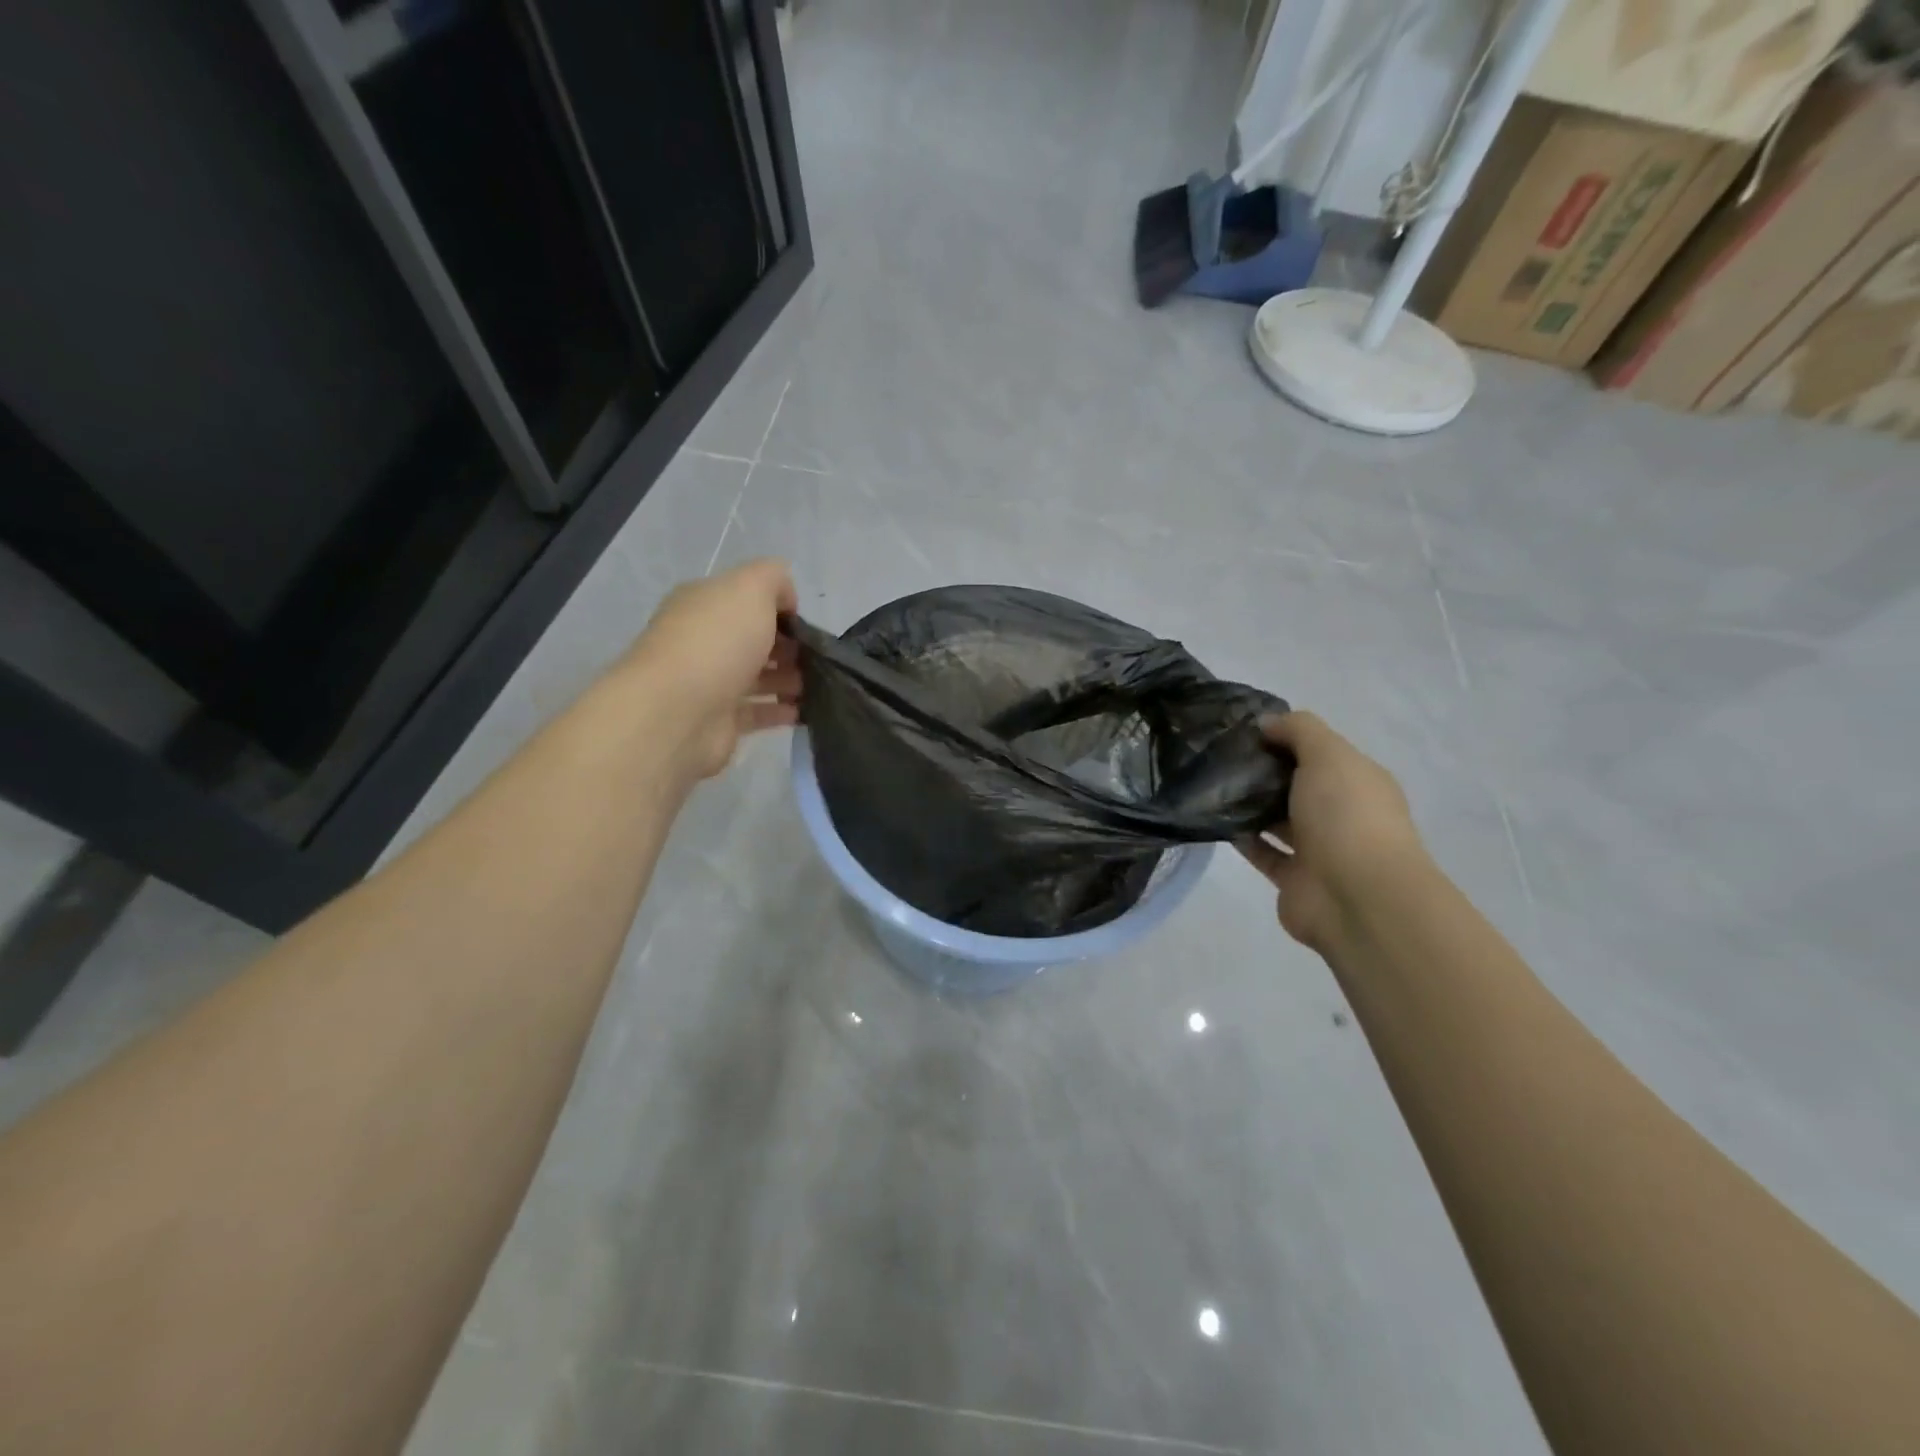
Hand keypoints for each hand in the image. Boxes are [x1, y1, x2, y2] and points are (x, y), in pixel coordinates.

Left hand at [626, 558, 801, 779]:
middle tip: (819, 659)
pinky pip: (758, 712)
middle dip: (790, 648)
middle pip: (754, 640)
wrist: (677, 712)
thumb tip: (786, 599)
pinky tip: (807, 711)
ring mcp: (710, 682)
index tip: (807, 626)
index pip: (747, 600)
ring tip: (820, 686)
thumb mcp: (750, 588)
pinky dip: (782, 711)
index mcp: (705, 604)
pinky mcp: (720, 721)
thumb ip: (773, 579)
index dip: (780, 609)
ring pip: (759, 677)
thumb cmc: (717, 642)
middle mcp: (704, 640)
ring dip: (790, 680)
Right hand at [1236, 711, 1426, 950]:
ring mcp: (1319, 850)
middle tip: (1220, 756)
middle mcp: (1342, 814)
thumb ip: (1298, 731)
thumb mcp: (1328, 755)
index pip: (1320, 752)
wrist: (1356, 897)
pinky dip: (1243, 838)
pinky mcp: (1293, 879)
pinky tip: (1216, 820)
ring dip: (1251, 806)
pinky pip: (1263, 852)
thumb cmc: (1347, 816)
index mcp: (1358, 782)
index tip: (1244, 731)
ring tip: (1212, 785)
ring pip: (1279, 820)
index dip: (1286, 738)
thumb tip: (1267, 723)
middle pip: (1298, 786)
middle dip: (1264, 772)